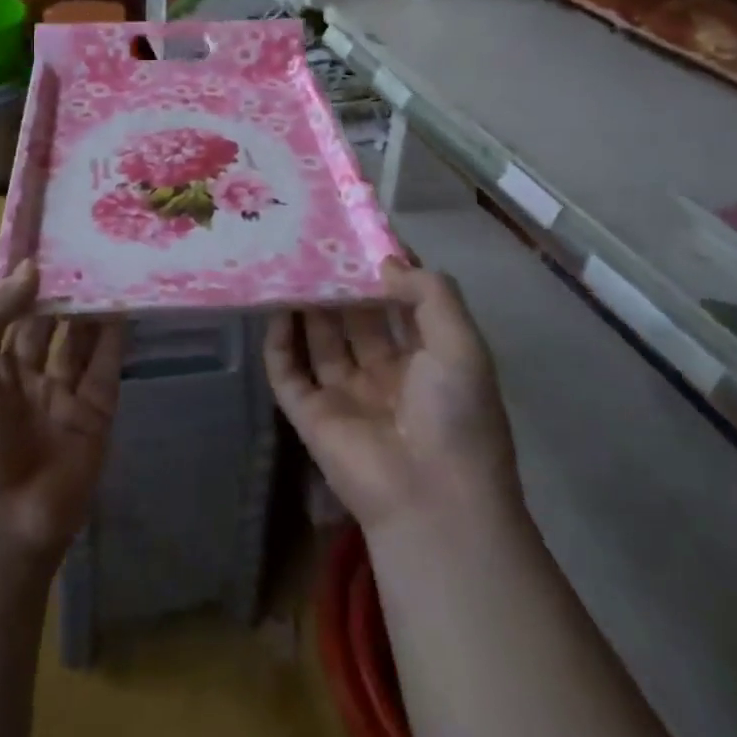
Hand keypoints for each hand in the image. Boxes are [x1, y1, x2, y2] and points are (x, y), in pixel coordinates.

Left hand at [0, 260, 124, 563]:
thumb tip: (31, 265)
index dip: (15, 265)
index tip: (40, 223)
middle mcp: (17, 373)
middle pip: (42, 314)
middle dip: (59, 279)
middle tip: (85, 233)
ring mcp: (58, 394)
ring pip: (77, 335)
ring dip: (89, 300)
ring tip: (110, 257)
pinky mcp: (94, 413)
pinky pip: (106, 364)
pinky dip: (116, 332)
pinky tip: (125, 298)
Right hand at [265, 259, 517, 537]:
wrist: (432, 501)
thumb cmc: (455, 416)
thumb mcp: (461, 344)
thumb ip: (430, 293)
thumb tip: (388, 263)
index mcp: (427, 362)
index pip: (401, 306)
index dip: (383, 273)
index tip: (360, 235)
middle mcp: (385, 375)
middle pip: (356, 319)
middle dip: (340, 284)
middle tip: (316, 241)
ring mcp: (346, 396)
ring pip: (320, 340)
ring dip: (308, 306)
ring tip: (289, 263)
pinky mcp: (311, 416)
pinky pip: (287, 372)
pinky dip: (279, 342)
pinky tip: (275, 308)